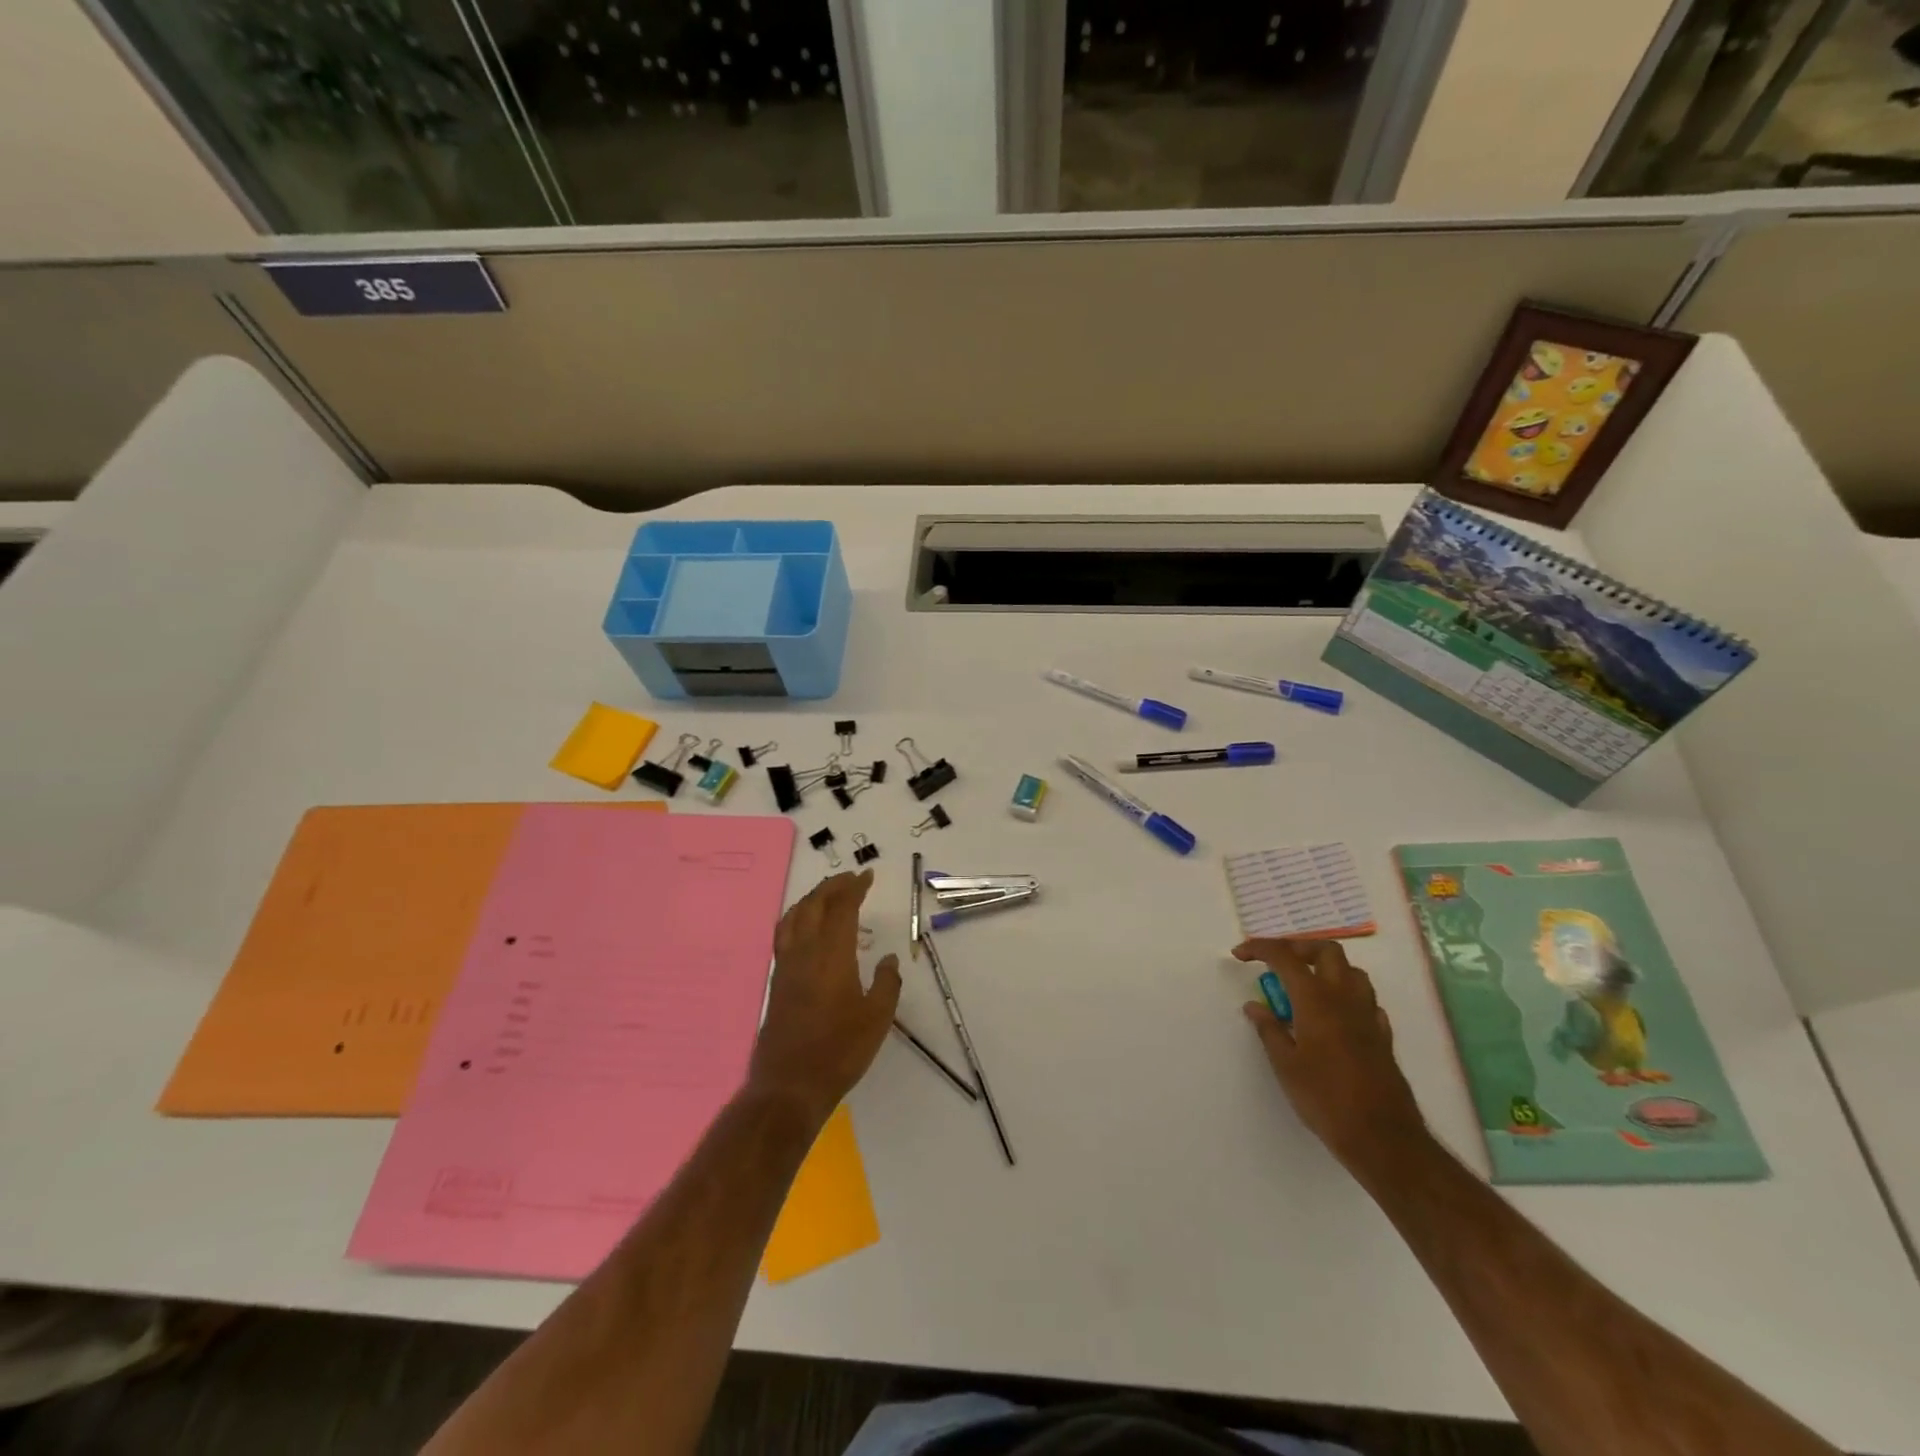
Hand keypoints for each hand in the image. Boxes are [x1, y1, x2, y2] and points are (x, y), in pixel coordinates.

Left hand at [748, 870, 900, 1124]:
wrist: (789, 1084)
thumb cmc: (840, 1051)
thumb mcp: (877, 1019)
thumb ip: (886, 983)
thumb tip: (888, 960)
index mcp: (832, 955)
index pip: (842, 908)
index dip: (854, 887)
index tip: (867, 875)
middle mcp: (805, 952)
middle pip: (814, 904)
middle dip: (832, 886)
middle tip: (850, 879)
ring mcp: (786, 966)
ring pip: (794, 916)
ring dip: (811, 898)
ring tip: (827, 895)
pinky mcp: (777, 982)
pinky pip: (784, 934)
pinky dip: (796, 917)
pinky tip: (804, 927)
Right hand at [1234, 939, 1428, 1184]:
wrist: (1382, 1137)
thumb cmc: (1325, 1099)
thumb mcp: (1285, 1065)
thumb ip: (1269, 1030)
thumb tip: (1255, 1006)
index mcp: (1316, 999)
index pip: (1284, 956)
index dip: (1259, 948)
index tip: (1240, 955)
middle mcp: (1344, 998)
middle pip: (1326, 950)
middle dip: (1299, 948)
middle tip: (1277, 964)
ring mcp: (1368, 1016)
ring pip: (1351, 972)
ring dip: (1326, 968)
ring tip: (1305, 987)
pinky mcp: (1382, 1036)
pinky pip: (1366, 1000)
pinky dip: (1347, 996)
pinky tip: (1334, 1015)